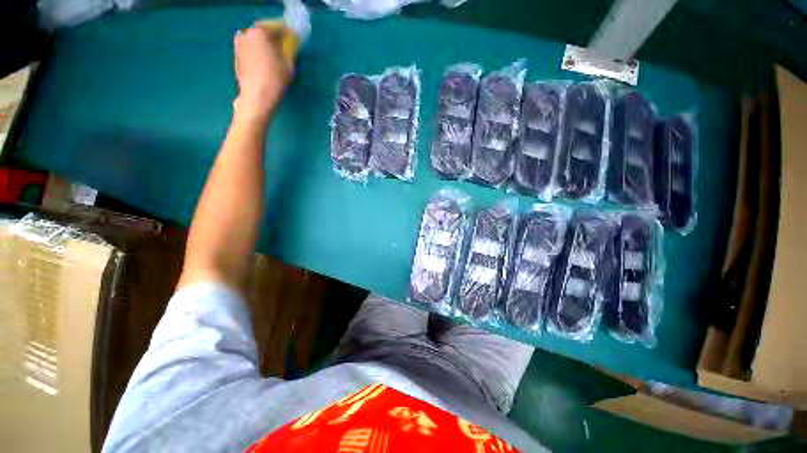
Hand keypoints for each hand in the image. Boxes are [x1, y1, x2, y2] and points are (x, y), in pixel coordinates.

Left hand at [233, 25, 292, 121]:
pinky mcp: (237, 56)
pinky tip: (267, 66)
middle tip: (287, 51)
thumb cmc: (275, 80)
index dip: (289, 32)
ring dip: (268, 46)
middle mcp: (246, 33)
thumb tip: (294, 37)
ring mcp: (239, 44)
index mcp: (260, 31)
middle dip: (276, 39)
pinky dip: (260, 53)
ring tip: (277, 60)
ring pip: (258, 41)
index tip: (296, 39)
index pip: (278, 25)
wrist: (256, 98)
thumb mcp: (289, 63)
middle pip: (266, 32)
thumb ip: (291, 46)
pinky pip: (252, 49)